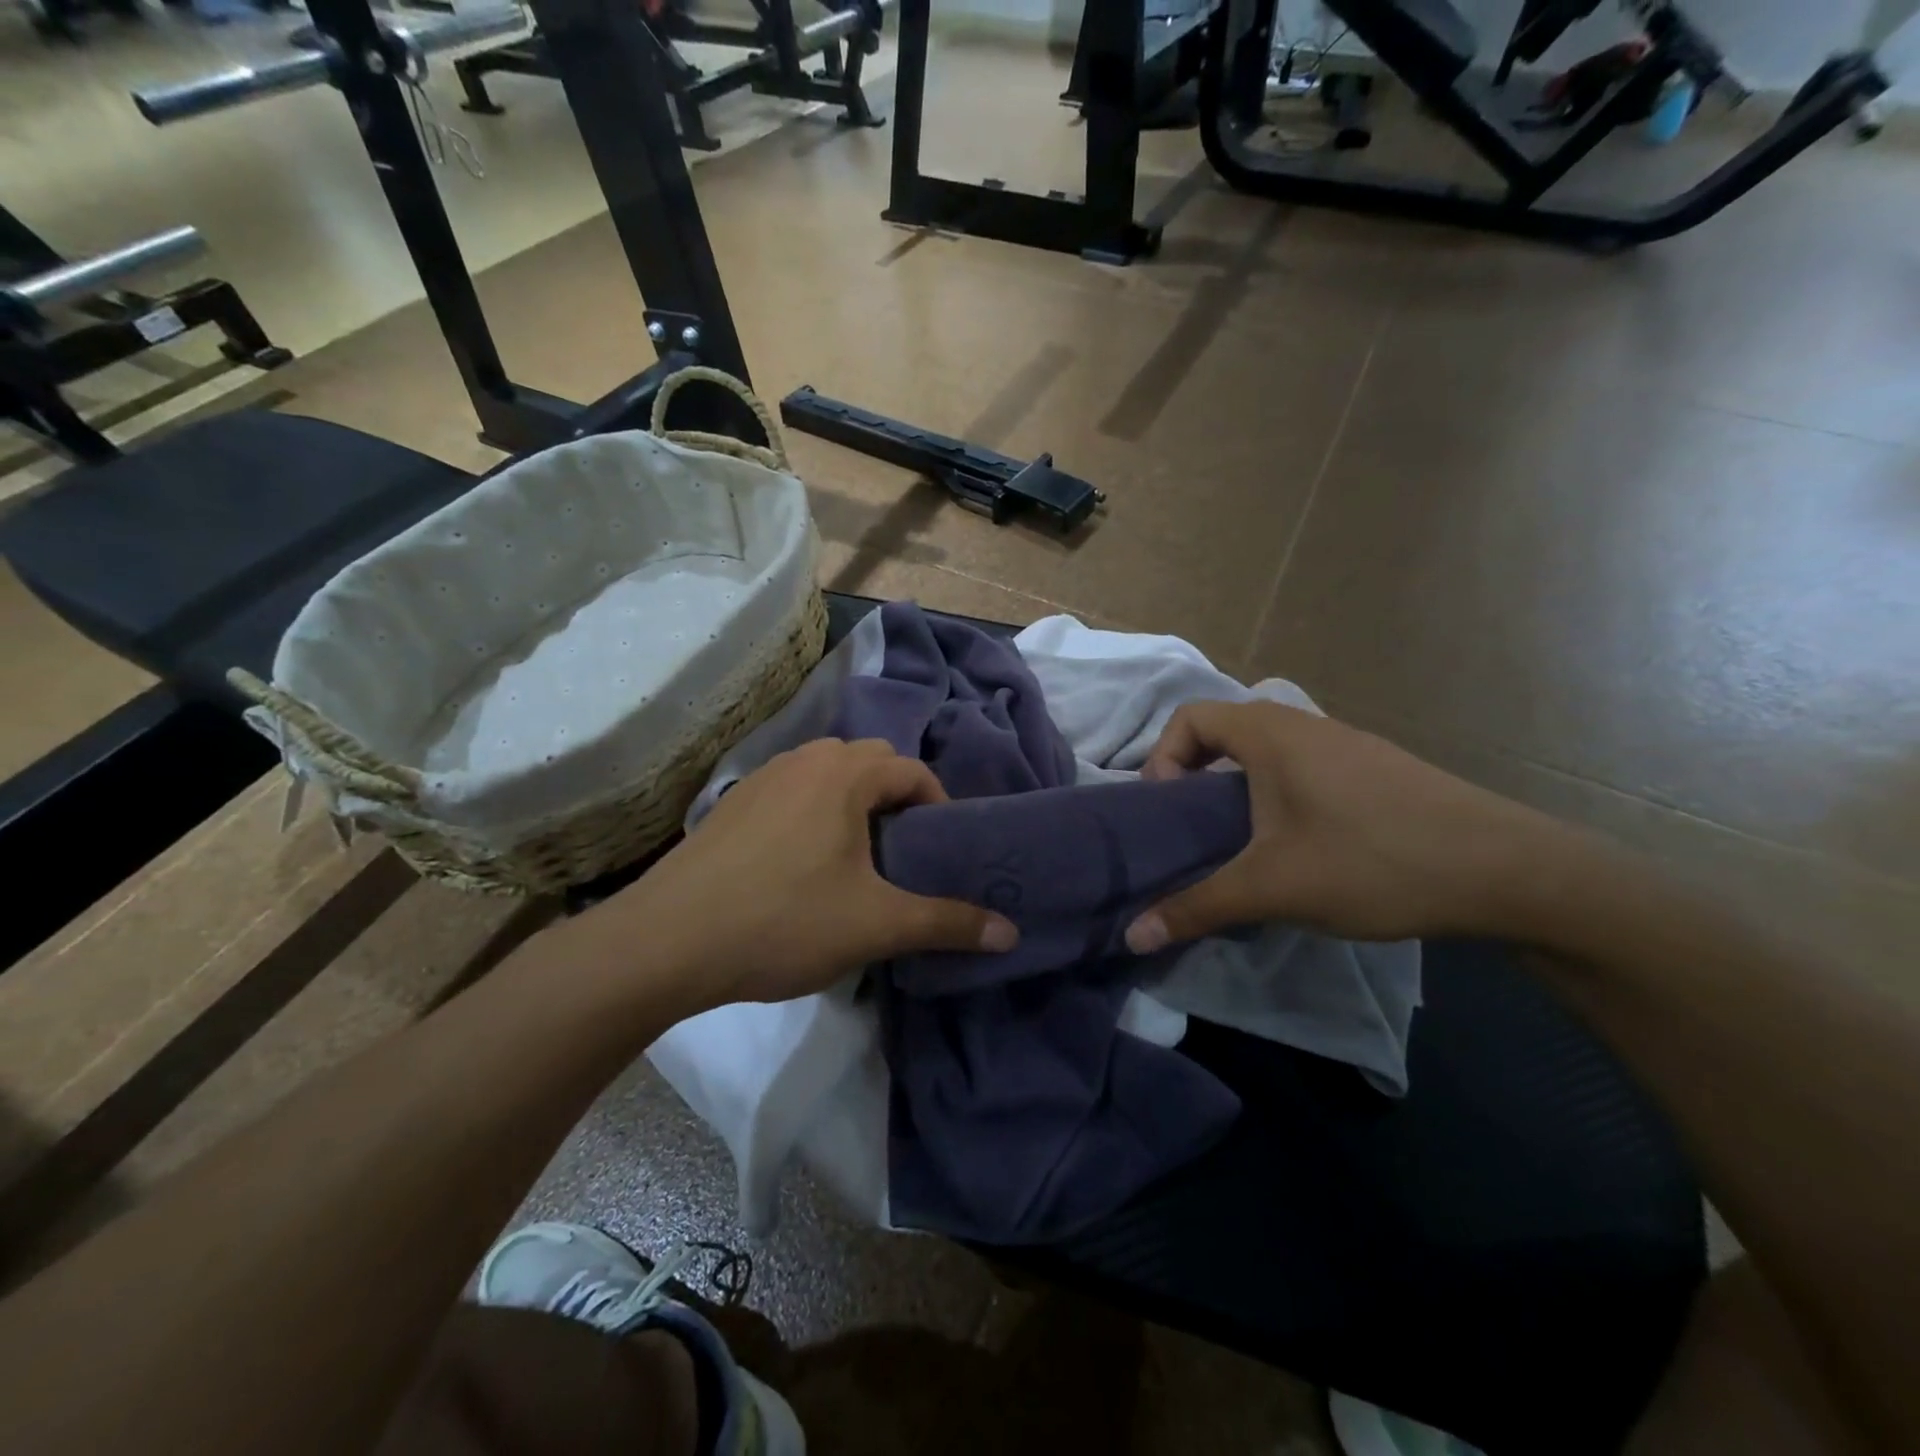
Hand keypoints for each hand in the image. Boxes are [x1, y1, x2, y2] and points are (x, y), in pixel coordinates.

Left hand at [607, 739, 1017, 1009]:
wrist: (665, 941)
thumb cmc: (783, 921)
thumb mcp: (876, 925)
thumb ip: (947, 923)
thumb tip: (1012, 933)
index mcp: (844, 774)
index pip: (912, 771)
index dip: (937, 807)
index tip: (938, 852)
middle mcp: (804, 760)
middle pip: (870, 762)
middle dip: (896, 799)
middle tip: (902, 853)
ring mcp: (761, 778)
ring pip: (826, 773)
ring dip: (852, 802)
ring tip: (855, 857)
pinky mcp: (731, 804)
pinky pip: (791, 791)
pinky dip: (813, 812)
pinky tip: (800, 864)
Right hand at [1124, 701, 1570, 948]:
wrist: (1509, 871)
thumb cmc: (1373, 861)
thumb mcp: (1272, 887)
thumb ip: (1196, 907)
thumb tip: (1131, 936)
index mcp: (1270, 732)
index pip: (1188, 717)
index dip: (1161, 759)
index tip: (1166, 812)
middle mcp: (1303, 724)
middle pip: (1223, 733)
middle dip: (1193, 778)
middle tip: (1190, 833)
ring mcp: (1344, 744)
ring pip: (1264, 754)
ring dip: (1236, 790)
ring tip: (1237, 845)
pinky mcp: (1373, 771)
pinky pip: (1300, 769)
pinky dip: (1275, 797)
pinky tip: (1297, 848)